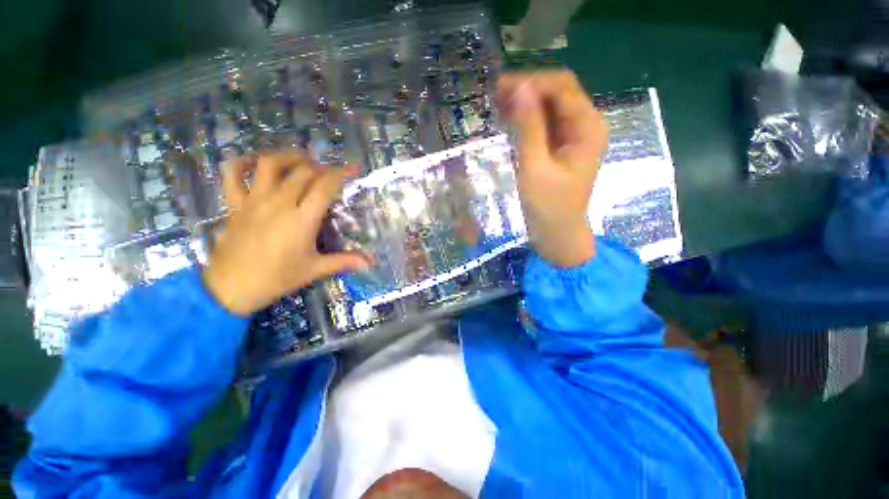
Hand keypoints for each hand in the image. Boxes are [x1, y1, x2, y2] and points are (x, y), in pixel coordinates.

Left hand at [203, 151, 369, 315]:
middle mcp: (279, 203)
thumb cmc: (277, 279)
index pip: (325, 186)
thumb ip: (344, 261)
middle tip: (332, 173)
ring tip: (303, 159)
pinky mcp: (235, 203)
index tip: (354, 168)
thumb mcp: (315, 270)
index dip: (342, 174)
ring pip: (271, 164)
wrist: (231, 288)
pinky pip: (233, 174)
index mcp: (302, 219)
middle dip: (322, 168)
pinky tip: (257, 163)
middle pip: (303, 172)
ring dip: (289, 157)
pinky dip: (243, 162)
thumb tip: (370, 263)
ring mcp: (254, 200)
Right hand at [497, 71, 608, 267]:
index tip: (499, 88)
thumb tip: (518, 88)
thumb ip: (528, 128)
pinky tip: (508, 123)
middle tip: (494, 97)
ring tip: (497, 107)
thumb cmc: (548, 207)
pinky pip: (546, 125)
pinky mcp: (563, 149)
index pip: (561, 86)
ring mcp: (575, 137)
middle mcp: (585, 125)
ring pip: (550, 107)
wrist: (558, 235)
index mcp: (587, 127)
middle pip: (557, 93)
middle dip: (527, 90)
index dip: (531, 82)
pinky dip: (527, 120)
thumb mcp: (535, 167)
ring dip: (525, 104)